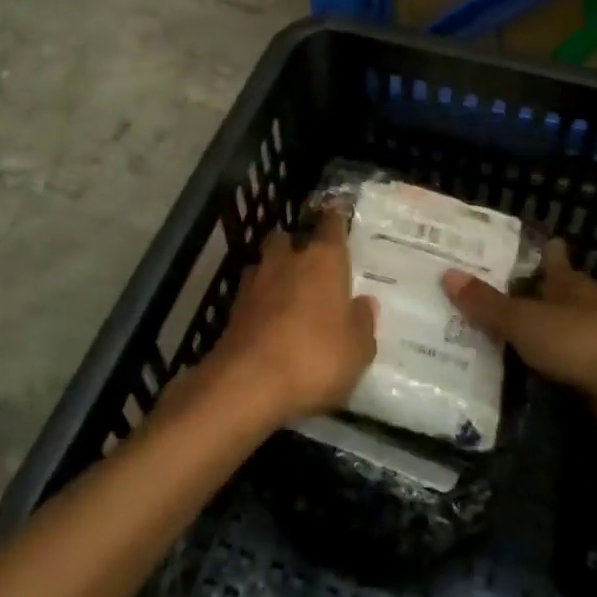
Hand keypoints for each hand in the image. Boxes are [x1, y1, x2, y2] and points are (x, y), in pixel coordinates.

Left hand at [205, 214, 376, 423]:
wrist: (248, 383)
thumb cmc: (315, 358)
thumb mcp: (357, 350)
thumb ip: (362, 323)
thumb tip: (364, 303)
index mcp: (323, 261)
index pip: (331, 225)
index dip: (335, 219)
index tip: (337, 214)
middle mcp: (287, 261)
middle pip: (287, 239)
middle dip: (295, 246)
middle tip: (308, 264)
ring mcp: (254, 283)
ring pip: (265, 265)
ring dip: (274, 274)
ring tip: (287, 295)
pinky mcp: (232, 310)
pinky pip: (251, 296)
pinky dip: (260, 304)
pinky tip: (269, 322)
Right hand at [443, 240, 596, 456]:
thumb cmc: (586, 342)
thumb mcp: (528, 320)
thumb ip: (489, 304)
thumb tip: (446, 274)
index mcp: (568, 284)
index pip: (548, 258)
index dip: (527, 252)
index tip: (493, 250)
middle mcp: (578, 312)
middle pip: (542, 300)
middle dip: (510, 300)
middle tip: (461, 300)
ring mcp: (586, 351)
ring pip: (543, 341)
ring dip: (516, 343)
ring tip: (465, 343)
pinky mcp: (588, 388)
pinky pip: (547, 378)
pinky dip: (526, 380)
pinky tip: (495, 384)